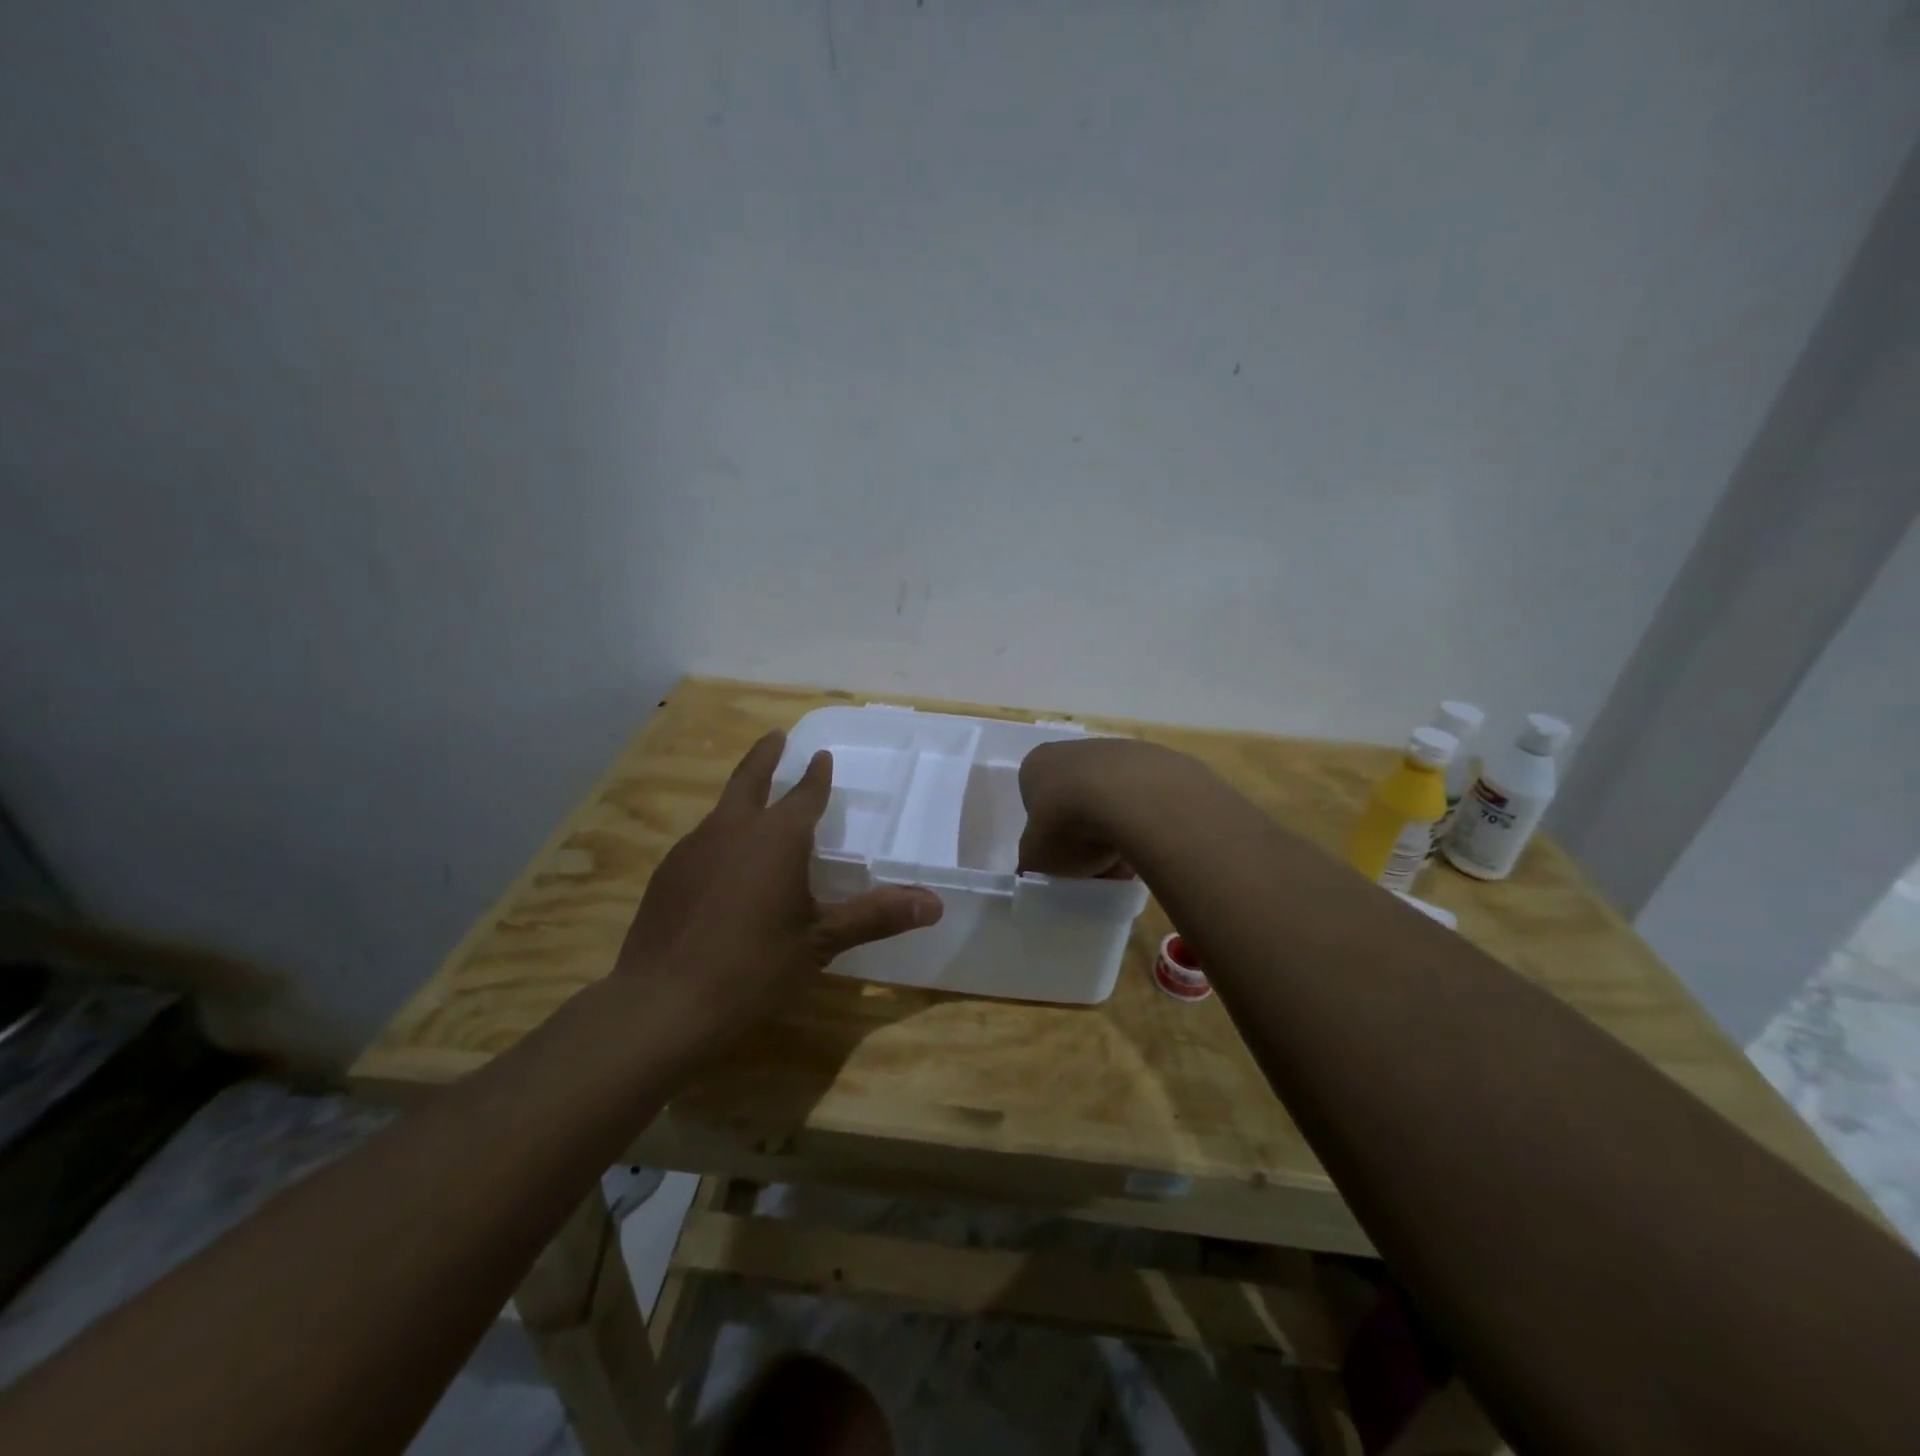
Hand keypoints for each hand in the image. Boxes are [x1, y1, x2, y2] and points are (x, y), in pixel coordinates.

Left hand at [613, 731, 941, 1057]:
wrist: (662, 1004)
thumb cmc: (753, 967)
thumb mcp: (820, 942)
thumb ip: (875, 916)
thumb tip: (934, 904)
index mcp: (777, 837)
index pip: (804, 794)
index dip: (816, 775)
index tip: (821, 757)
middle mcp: (733, 829)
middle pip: (750, 779)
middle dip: (766, 755)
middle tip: (776, 736)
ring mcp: (693, 848)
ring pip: (723, 809)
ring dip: (742, 797)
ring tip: (754, 802)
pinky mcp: (667, 874)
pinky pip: (702, 841)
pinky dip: (720, 837)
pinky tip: (722, 864)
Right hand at [1016, 738, 1178, 879]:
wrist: (1132, 798)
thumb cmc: (1068, 825)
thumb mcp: (1036, 859)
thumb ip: (1032, 863)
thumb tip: (1035, 869)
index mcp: (1036, 765)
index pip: (1037, 802)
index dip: (1049, 834)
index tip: (1064, 858)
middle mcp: (1072, 750)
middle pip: (1076, 800)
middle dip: (1086, 834)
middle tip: (1097, 865)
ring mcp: (1116, 750)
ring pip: (1112, 800)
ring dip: (1116, 829)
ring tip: (1128, 861)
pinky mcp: (1155, 758)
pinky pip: (1143, 798)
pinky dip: (1144, 821)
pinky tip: (1150, 844)